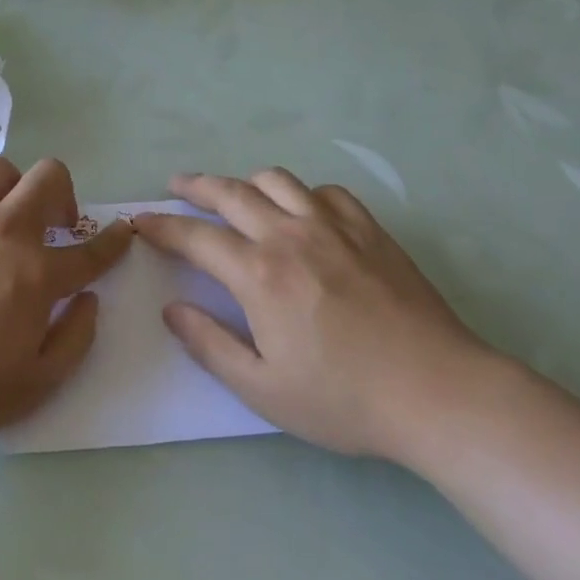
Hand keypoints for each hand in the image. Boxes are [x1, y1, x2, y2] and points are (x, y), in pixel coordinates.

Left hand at [0, 157, 131, 456]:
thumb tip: (88, 299)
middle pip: (50, 176)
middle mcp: (3, 231)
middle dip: (65, 194)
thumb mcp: (33, 386)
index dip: (115, 238)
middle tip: (56, 225)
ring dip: (14, 189)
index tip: (123, 230)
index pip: (91, 249)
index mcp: (36, 274)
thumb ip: (74, 339)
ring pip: (1, 170)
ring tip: (5, 220)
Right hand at [137, 171, 495, 465]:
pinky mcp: (369, 229)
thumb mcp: (263, 388)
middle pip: (231, 193)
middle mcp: (290, 234)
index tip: (142, 221)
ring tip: (234, 193)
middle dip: (196, 186)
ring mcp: (334, 225)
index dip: (163, 226)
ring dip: (246, 182)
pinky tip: (303, 210)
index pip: (196, 236)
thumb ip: (210, 345)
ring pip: (277, 180)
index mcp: (259, 273)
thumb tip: (172, 309)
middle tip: (176, 186)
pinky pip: (325, 192)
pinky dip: (302, 193)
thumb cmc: (344, 399)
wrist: (436, 391)